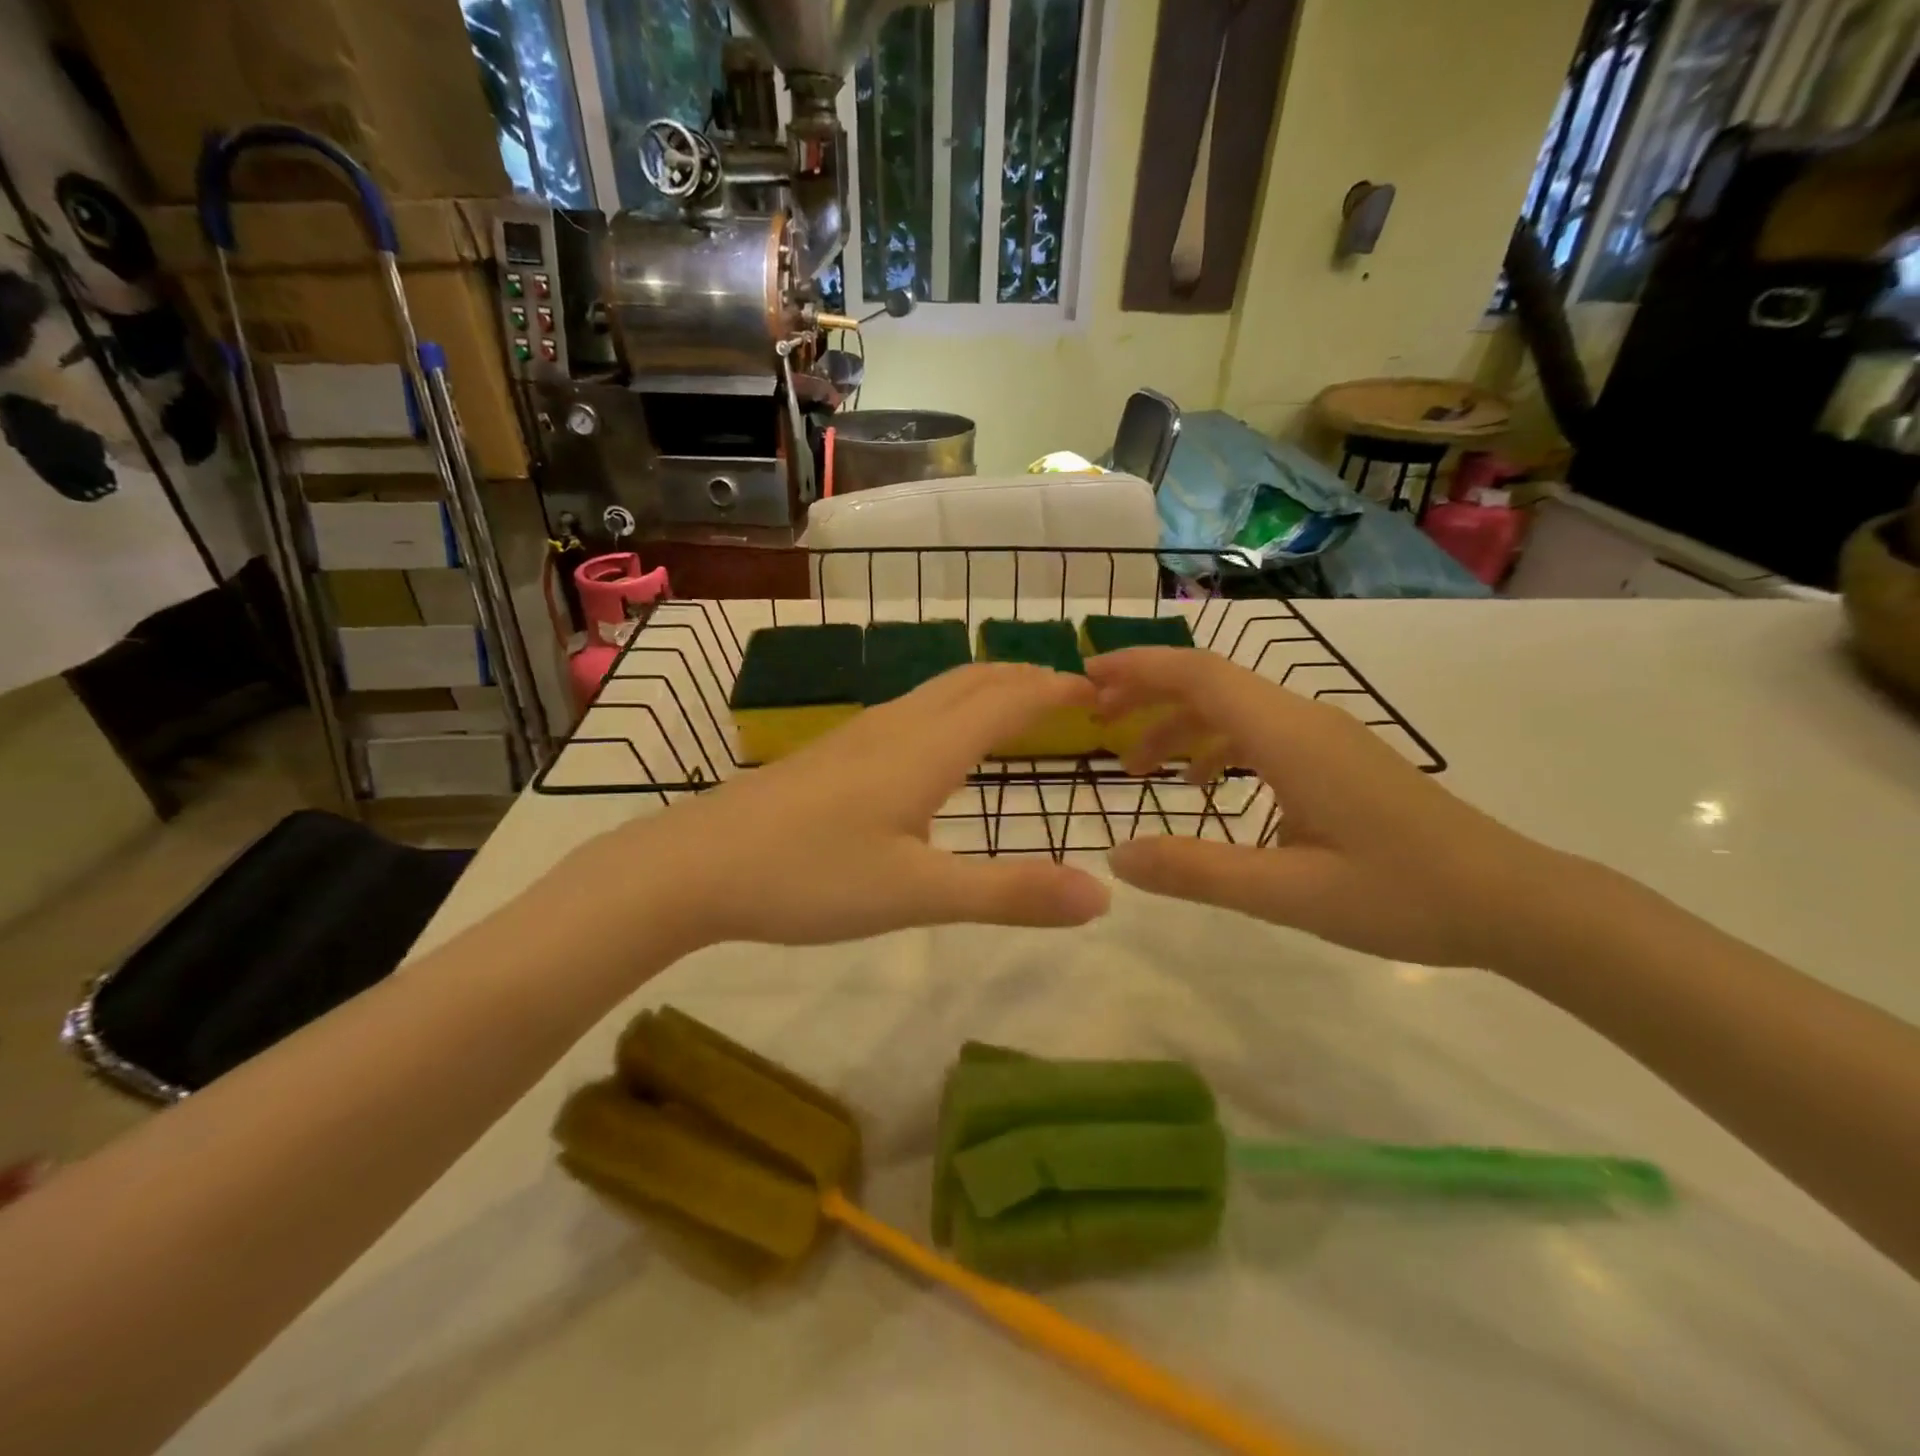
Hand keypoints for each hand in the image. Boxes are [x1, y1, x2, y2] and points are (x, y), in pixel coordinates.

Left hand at [585, 664, 1110, 953]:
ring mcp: (858, 735)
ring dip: (986, 689)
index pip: (1007, 699)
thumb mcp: (918, 895)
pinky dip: (951, 707)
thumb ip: (1009, 894)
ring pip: (937, 691)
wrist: (697, 864)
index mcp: (927, 749)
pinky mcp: (832, 752)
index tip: (1096, 690)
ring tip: (1016, 708)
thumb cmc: (810, 876)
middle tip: (1067, 692)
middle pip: (972, 680)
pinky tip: (939, 742)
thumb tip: (1100, 897)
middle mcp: (897, 726)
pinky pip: (911, 710)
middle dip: (1024, 678)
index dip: (1054, 689)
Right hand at [1085, 648, 1571, 968]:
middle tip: (1094, 724)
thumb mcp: (1288, 894)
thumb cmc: (1403, 895)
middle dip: (1145, 694)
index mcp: (1290, 737)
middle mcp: (1304, 720)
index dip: (1136, 668)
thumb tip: (1116, 856)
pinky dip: (1216, 747)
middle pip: (1209, 682)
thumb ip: (1197, 871)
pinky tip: (1206, 790)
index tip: (1084, 677)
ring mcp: (1325, 736)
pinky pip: (1260, 733)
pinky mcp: (1337, 758)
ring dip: (1178, 726)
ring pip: (1234, 708)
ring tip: (1137, 770)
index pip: (1198, 675)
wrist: (1514, 901)